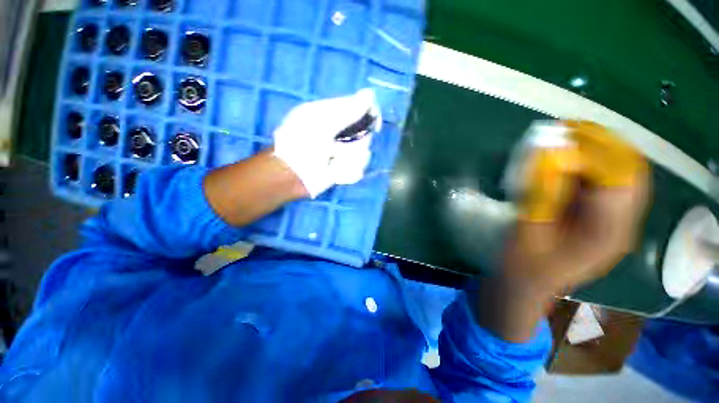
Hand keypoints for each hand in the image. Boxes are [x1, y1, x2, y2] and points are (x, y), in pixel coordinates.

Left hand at [272, 89, 381, 197]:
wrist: (292, 174)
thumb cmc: (302, 143)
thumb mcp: (323, 122)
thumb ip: (347, 110)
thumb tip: (370, 94)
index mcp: (335, 116)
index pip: (361, 110)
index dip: (371, 115)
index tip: (374, 124)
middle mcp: (342, 133)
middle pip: (365, 136)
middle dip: (355, 145)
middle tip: (338, 149)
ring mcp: (344, 153)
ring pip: (363, 156)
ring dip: (349, 161)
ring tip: (333, 164)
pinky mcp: (344, 170)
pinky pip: (357, 171)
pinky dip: (348, 174)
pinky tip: (334, 174)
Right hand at [471, 121, 648, 342]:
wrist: (527, 283)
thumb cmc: (522, 263)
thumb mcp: (526, 229)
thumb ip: (540, 194)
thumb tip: (550, 156)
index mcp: (604, 234)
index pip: (615, 178)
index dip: (589, 152)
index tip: (556, 139)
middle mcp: (622, 225)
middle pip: (630, 171)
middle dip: (601, 143)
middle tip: (566, 129)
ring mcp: (617, 222)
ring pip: (624, 173)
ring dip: (600, 150)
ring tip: (568, 136)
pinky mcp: (605, 219)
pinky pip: (610, 182)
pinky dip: (594, 163)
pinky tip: (570, 158)